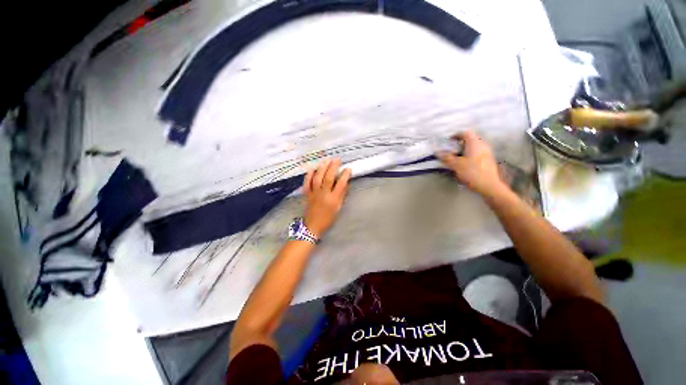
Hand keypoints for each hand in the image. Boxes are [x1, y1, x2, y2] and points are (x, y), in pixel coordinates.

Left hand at [303, 159, 351, 236]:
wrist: (313, 226)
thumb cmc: (328, 218)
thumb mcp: (338, 208)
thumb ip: (342, 195)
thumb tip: (346, 183)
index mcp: (333, 199)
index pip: (341, 184)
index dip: (345, 175)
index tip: (348, 168)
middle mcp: (323, 194)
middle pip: (328, 178)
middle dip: (333, 167)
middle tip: (337, 159)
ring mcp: (314, 193)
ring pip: (318, 178)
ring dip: (322, 167)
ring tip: (327, 160)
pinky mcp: (307, 194)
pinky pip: (307, 182)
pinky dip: (309, 174)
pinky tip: (313, 168)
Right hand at [437, 130, 507, 197]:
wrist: (489, 185)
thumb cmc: (472, 172)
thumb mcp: (456, 165)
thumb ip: (446, 157)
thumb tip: (437, 152)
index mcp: (475, 143)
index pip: (465, 133)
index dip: (456, 135)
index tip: (448, 141)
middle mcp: (482, 145)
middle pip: (471, 139)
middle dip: (460, 143)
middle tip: (451, 150)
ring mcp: (487, 152)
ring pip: (474, 146)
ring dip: (465, 149)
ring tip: (457, 157)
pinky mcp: (488, 160)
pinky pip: (477, 153)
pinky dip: (470, 155)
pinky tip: (465, 164)